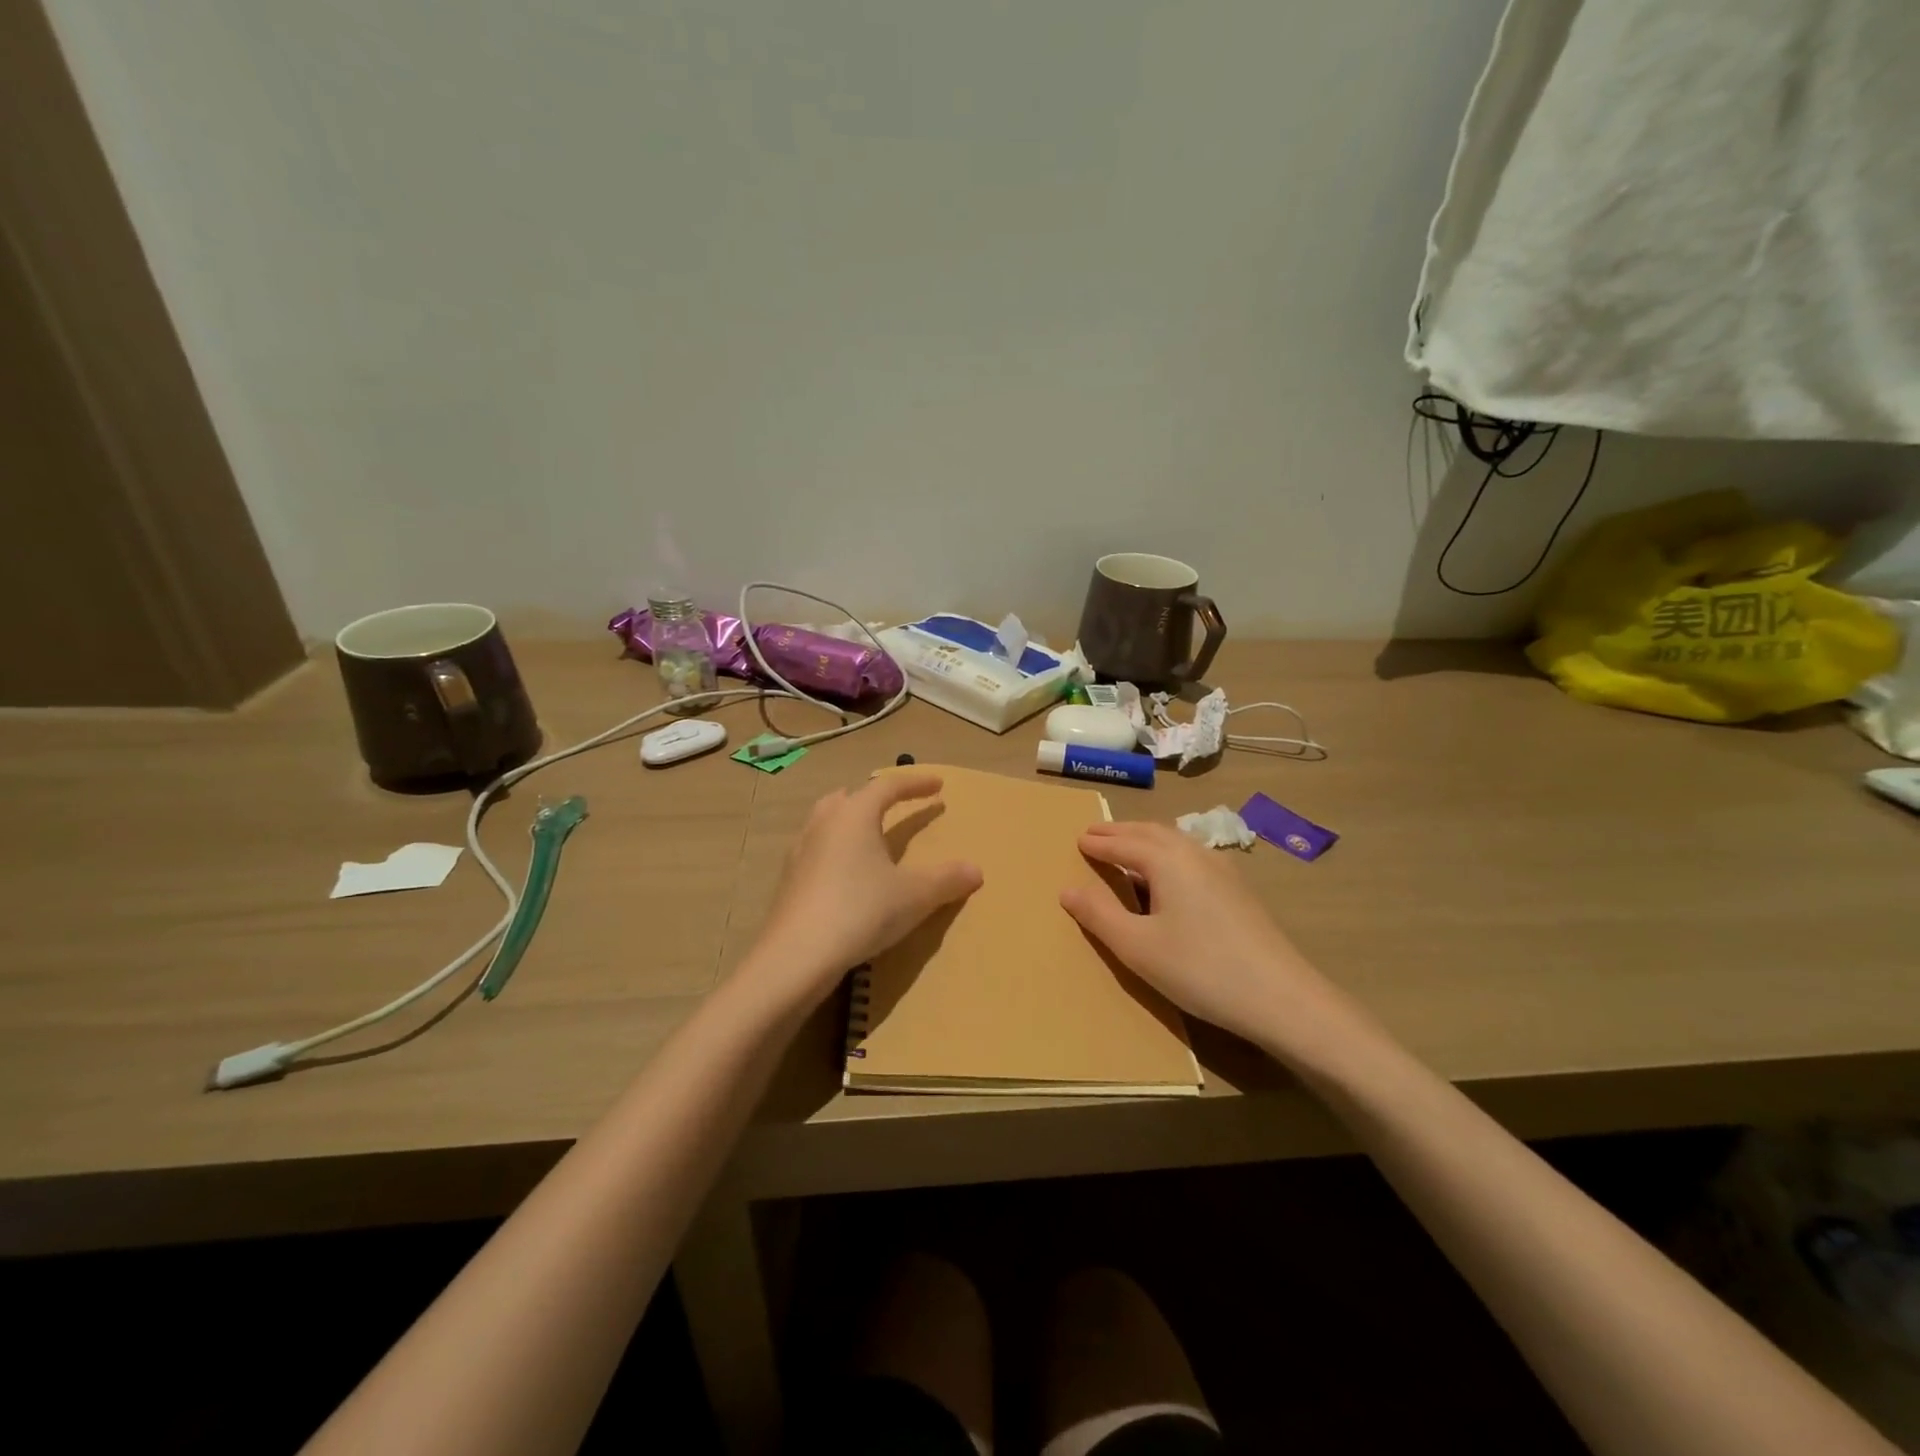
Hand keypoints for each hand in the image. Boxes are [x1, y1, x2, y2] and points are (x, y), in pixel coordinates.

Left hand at [747, 773, 982, 1009]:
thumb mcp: (914, 896)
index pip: (888, 786)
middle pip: (849, 797)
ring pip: (827, 822)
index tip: (938, 785)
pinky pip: (817, 851)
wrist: (796, 957)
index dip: (915, 783)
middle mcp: (823, 823)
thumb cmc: (860, 911)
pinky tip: (846, 876)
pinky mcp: (788, 880)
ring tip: (870, 838)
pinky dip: (836, 851)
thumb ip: (946, 879)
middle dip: (874, 797)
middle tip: (895, 806)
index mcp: (854, 814)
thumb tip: (976, 869)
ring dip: (851, 822)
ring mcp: (800, 851)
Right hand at [1060, 822, 1375, 1066]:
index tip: (1078, 839)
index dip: (1098, 842)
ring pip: (1175, 842)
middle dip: (1120, 832)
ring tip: (1126, 849)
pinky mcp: (1239, 890)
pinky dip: (1167, 854)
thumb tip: (1067, 889)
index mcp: (1167, 860)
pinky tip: (1169, 875)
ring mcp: (1222, 870)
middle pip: (1151, 832)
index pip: (1123, 843)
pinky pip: (1192, 856)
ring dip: (1145, 840)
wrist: (1282, 998)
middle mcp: (1195, 854)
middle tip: (1095, 834)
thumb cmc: (1200, 969)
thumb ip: (1099, 915)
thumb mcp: (1137, 947)